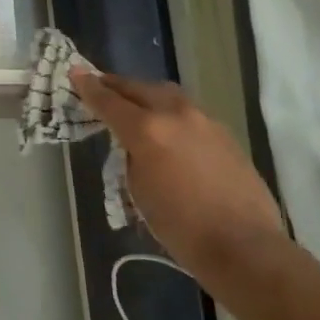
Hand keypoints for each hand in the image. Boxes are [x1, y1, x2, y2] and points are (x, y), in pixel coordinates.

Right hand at [70, 67, 283, 272]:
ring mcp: (204, 121)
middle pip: (139, 88)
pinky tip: (168, 130)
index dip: (88, 87)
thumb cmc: (181, 227)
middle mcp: (175, 114)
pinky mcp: (225, 134)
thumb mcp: (138, 190)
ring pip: (167, 95)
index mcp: (147, 129)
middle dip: (117, 86)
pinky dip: (170, 113)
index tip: (75, 72)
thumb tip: (134, 143)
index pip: (109, 100)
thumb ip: (131, 155)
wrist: (244, 247)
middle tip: (101, 87)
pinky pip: (188, 112)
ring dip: (146, 95)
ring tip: (134, 105)